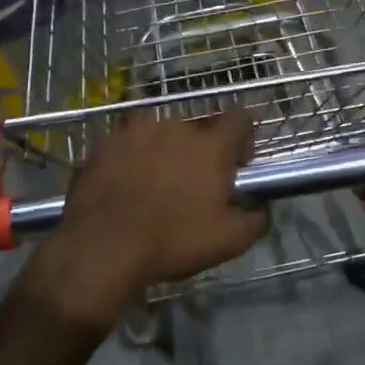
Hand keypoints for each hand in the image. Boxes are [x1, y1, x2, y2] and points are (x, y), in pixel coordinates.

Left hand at [30, 110, 269, 325]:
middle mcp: (175, 126)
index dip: (243, 137)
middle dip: (199, 151)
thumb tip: (261, 207)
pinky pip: (127, 145)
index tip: (238, 161)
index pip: (239, 118)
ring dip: (163, 152)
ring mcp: (135, 130)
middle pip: (196, 129)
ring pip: (159, 134)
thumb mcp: (228, 241)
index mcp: (210, 145)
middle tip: (192, 184)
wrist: (102, 247)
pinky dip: (131, 159)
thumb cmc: (172, 240)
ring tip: (154, 184)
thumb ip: (255, 219)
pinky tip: (125, 187)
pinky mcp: (104, 142)